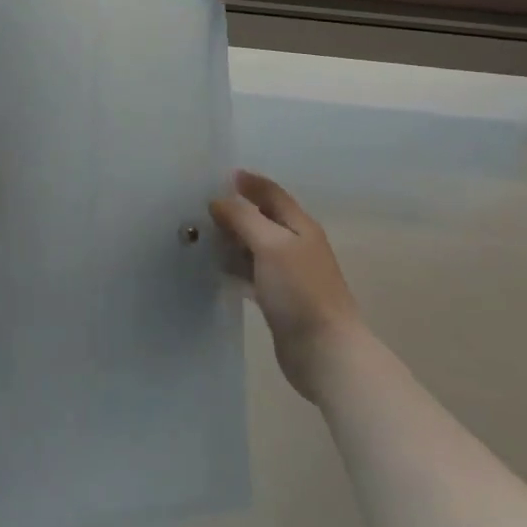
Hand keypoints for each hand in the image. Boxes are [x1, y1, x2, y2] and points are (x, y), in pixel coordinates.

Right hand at [209, 170, 363, 401]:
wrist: (325, 351)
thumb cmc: (299, 291)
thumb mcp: (271, 245)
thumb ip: (244, 218)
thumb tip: (219, 201)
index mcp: (300, 226)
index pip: (273, 194)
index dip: (251, 183)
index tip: (223, 176)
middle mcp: (297, 245)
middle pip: (264, 218)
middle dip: (237, 210)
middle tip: (203, 208)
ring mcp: (289, 274)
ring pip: (256, 246)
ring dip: (233, 239)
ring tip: (202, 237)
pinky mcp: (280, 299)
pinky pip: (253, 272)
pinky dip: (235, 266)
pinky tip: (216, 270)